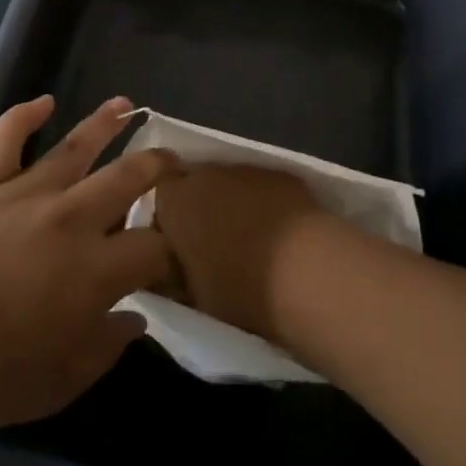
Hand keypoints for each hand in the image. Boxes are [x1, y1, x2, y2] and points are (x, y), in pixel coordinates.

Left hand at [0, 95, 176, 436]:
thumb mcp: (58, 384)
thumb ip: (105, 348)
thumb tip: (133, 318)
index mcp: (95, 271)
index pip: (152, 248)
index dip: (168, 253)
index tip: (167, 263)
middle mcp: (70, 219)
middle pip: (128, 178)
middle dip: (159, 166)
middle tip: (174, 160)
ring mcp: (24, 194)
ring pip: (76, 147)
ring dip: (107, 123)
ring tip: (128, 105)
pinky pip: (6, 138)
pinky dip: (24, 115)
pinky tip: (43, 102)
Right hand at [150, 165, 328, 341]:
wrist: (307, 271)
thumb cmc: (239, 289)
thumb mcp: (192, 295)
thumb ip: (173, 274)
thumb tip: (169, 270)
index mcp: (175, 201)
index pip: (158, 197)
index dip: (166, 221)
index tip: (175, 248)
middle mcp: (207, 173)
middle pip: (193, 184)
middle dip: (198, 207)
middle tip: (209, 244)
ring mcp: (247, 169)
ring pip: (229, 183)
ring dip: (232, 203)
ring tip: (247, 239)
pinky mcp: (282, 174)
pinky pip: (261, 187)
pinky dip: (263, 203)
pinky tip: (277, 231)